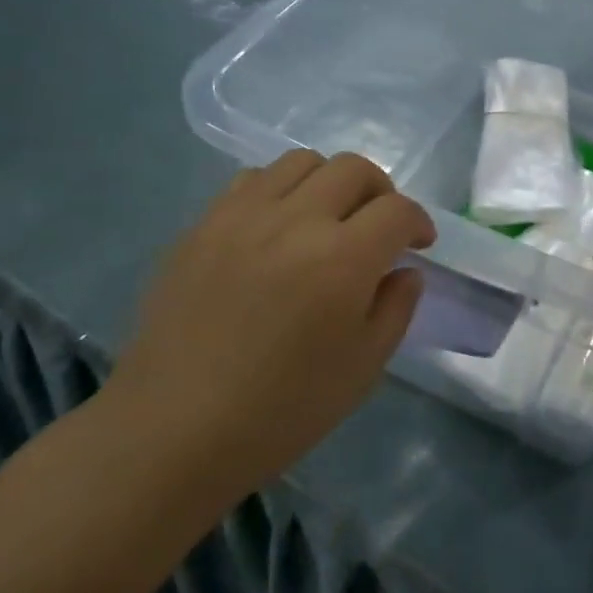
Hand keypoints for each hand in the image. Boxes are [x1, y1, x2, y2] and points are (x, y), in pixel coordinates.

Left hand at [110, 150, 434, 486]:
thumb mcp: (363, 368)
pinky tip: (275, 230)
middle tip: (379, 227)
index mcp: (342, 259)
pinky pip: (251, 181)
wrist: (174, 431)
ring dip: (329, 182)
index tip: (419, 244)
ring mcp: (241, 216)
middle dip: (381, 192)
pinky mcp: (202, 225)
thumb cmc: (281, 411)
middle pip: (353, 169)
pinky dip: (279, 191)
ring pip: (301, 161)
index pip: (397, 210)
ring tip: (326, 219)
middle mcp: (294, 220)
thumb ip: (396, 308)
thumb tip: (404, 270)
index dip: (418, 221)